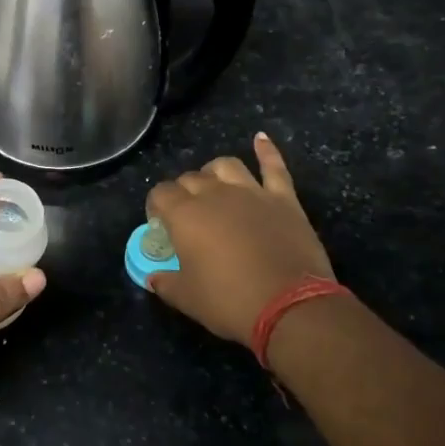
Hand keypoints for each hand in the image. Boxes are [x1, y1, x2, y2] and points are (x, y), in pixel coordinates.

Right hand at [144, 133, 336, 347]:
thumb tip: (153, 278)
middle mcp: (215, 194)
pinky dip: (267, 151)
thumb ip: (166, 283)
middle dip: (183, 192)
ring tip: (214, 186)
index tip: (160, 223)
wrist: (290, 306)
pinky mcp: (283, 199)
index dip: (156, 206)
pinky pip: (274, 167)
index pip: (161, 194)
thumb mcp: (187, 299)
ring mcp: (252, 192)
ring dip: (214, 172)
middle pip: (191, 178)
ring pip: (226, 166)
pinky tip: (260, 139)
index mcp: (185, 215)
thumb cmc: (230, 302)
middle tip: (187, 215)